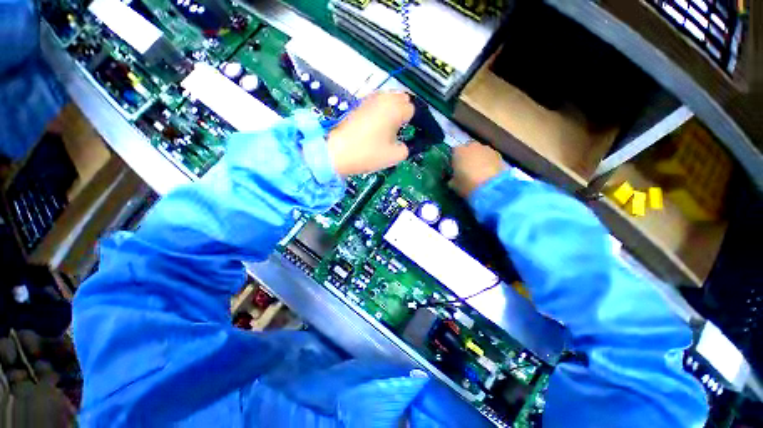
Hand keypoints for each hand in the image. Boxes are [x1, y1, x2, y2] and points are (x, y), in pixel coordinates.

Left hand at [327, 92, 413, 175]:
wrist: (337, 152)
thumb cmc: (368, 153)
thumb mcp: (395, 155)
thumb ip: (408, 147)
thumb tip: (408, 143)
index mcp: (395, 108)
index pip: (414, 109)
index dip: (418, 122)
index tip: (418, 133)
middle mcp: (384, 98)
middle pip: (403, 99)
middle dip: (407, 113)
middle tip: (406, 130)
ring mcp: (370, 99)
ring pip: (390, 99)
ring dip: (395, 110)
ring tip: (393, 128)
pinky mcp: (360, 105)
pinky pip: (378, 103)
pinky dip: (383, 111)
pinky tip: (379, 126)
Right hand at [450, 141, 506, 197]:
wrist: (491, 187)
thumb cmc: (466, 184)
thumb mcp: (453, 185)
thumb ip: (452, 179)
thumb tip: (453, 178)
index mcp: (458, 151)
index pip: (453, 152)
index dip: (454, 161)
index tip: (455, 169)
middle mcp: (472, 146)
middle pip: (468, 150)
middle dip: (467, 158)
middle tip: (467, 170)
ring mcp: (487, 149)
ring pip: (480, 153)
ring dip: (479, 160)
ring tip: (479, 173)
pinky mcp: (499, 155)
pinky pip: (490, 158)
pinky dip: (489, 164)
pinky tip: (488, 174)